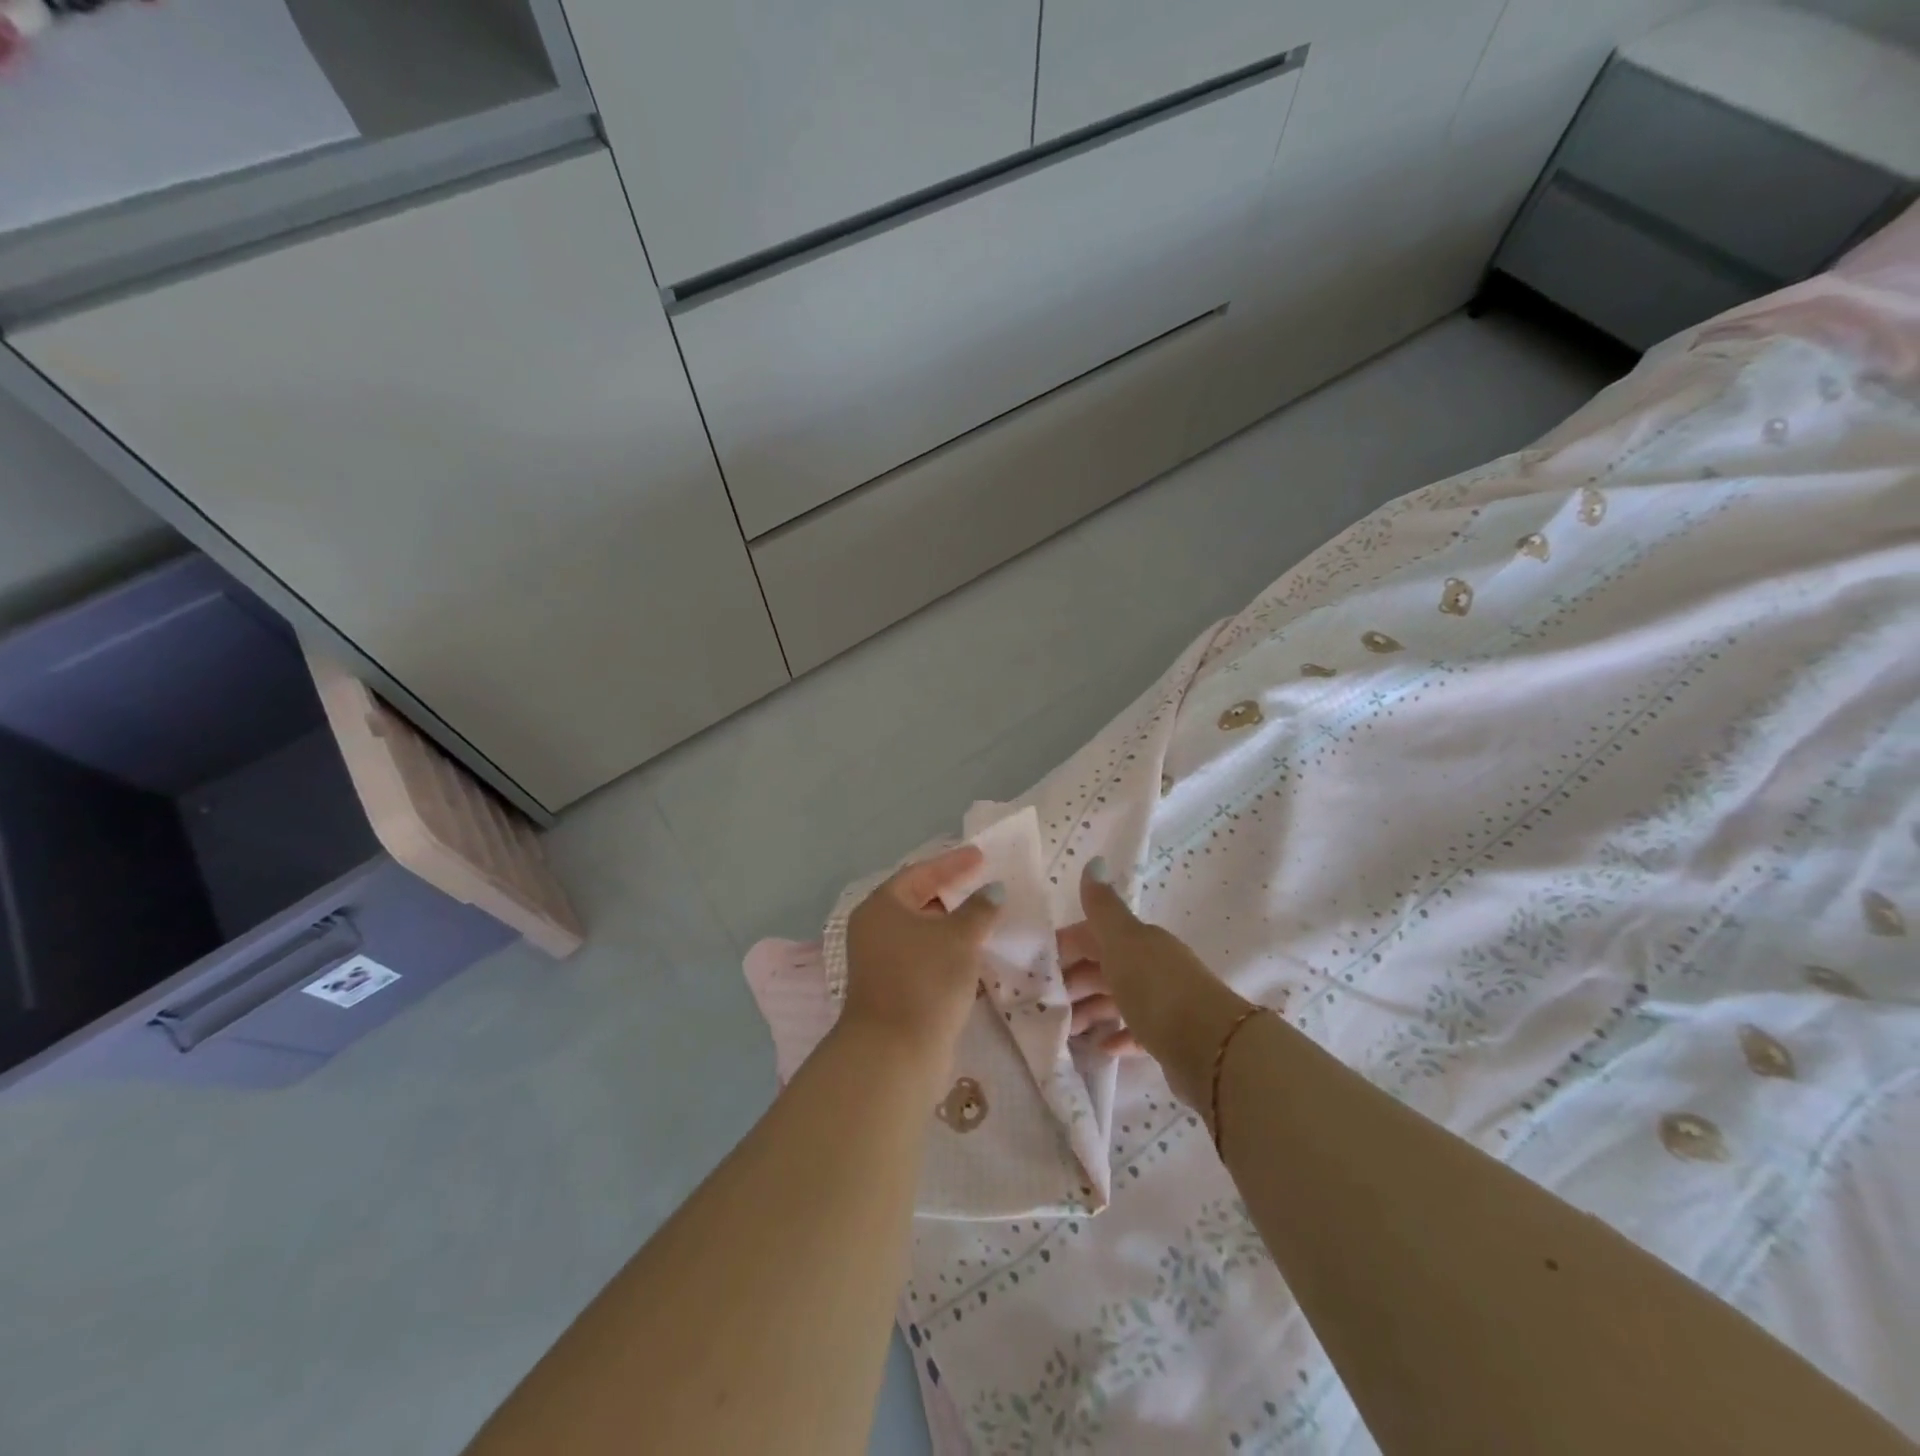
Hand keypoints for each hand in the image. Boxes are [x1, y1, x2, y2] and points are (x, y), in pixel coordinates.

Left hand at [842, 845, 1002, 1080]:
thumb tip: (993, 889)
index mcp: (882, 906)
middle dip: (953, 893)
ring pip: (923, 932)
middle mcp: (875, 928)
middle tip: (985, 884)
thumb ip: (979, 908)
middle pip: (919, 900)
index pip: (921, 872)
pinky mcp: (893, 988)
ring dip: (953, 925)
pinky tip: (974, 953)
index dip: (954, 863)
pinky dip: (948, 950)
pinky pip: (925, 957)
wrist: (895, 1053)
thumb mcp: (959, 938)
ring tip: (987, 917)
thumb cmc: (925, 981)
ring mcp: (881, 961)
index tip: (982, 856)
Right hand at [1056, 858, 1257, 1107]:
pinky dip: (1117, 1035)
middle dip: (1071, 981)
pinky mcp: (1170, 1038)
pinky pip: (1136, 1031)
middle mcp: (1151, 965)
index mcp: (1137, 940)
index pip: (1091, 934)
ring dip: (1089, 1010)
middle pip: (1102, 967)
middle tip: (1042, 1003)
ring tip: (1064, 1030)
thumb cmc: (1157, 990)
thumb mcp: (1122, 942)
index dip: (1063, 946)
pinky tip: (1100, 1047)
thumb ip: (1102, 908)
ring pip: (1116, 999)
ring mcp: (1162, 1002)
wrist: (1212, 1047)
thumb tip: (1094, 861)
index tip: (1032, 966)